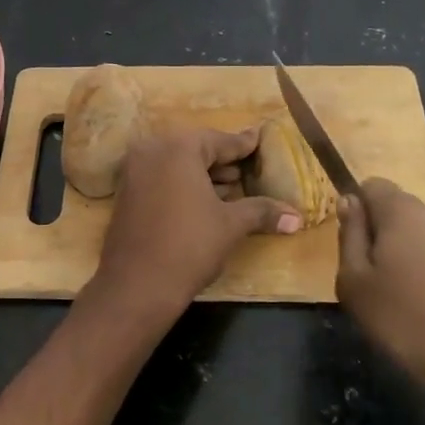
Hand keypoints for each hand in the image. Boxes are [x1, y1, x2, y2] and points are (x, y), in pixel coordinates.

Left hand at [86, 127, 301, 327]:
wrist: (137, 285)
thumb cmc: (189, 246)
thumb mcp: (231, 225)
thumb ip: (262, 211)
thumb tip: (297, 218)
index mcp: (178, 148)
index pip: (219, 141)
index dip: (242, 145)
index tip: (258, 139)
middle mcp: (151, 150)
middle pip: (196, 150)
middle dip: (223, 162)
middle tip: (248, 169)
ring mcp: (134, 171)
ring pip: (177, 165)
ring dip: (204, 175)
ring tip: (232, 189)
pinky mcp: (126, 193)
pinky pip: (161, 178)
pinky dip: (183, 185)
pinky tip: (205, 202)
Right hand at [336, 179, 424, 392]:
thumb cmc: (411, 320)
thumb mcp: (356, 285)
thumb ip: (350, 237)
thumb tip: (349, 202)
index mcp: (403, 212)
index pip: (373, 186)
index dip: (359, 210)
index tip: (356, 247)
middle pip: (404, 215)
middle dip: (389, 240)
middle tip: (380, 284)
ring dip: (419, 261)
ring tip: (415, 306)